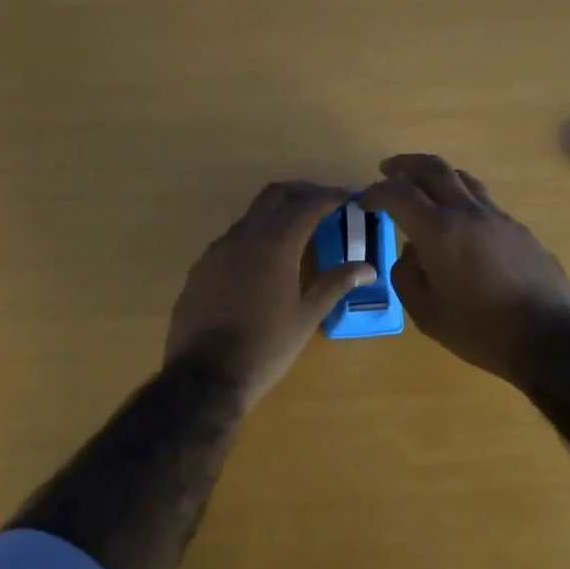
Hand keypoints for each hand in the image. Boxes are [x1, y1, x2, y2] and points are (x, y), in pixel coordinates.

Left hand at [165, 181, 376, 407]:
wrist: (205, 375)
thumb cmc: (265, 348)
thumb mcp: (306, 317)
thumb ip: (335, 284)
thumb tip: (368, 268)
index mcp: (275, 245)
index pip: (307, 205)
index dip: (331, 196)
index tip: (349, 197)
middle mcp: (244, 237)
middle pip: (275, 196)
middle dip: (302, 192)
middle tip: (325, 204)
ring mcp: (217, 250)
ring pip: (251, 215)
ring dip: (276, 213)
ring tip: (298, 231)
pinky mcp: (201, 267)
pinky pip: (232, 238)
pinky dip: (255, 235)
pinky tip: (264, 260)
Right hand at [362, 154, 569, 383]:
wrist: (550, 338)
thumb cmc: (480, 330)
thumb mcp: (426, 313)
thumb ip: (407, 276)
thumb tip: (411, 253)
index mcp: (439, 230)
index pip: (398, 194)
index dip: (375, 192)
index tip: (364, 201)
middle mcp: (468, 212)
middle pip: (433, 168)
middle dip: (405, 165)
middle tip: (387, 169)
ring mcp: (498, 217)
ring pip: (462, 179)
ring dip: (436, 175)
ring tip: (422, 186)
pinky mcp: (519, 229)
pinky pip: (483, 201)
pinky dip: (461, 198)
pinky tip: (458, 222)